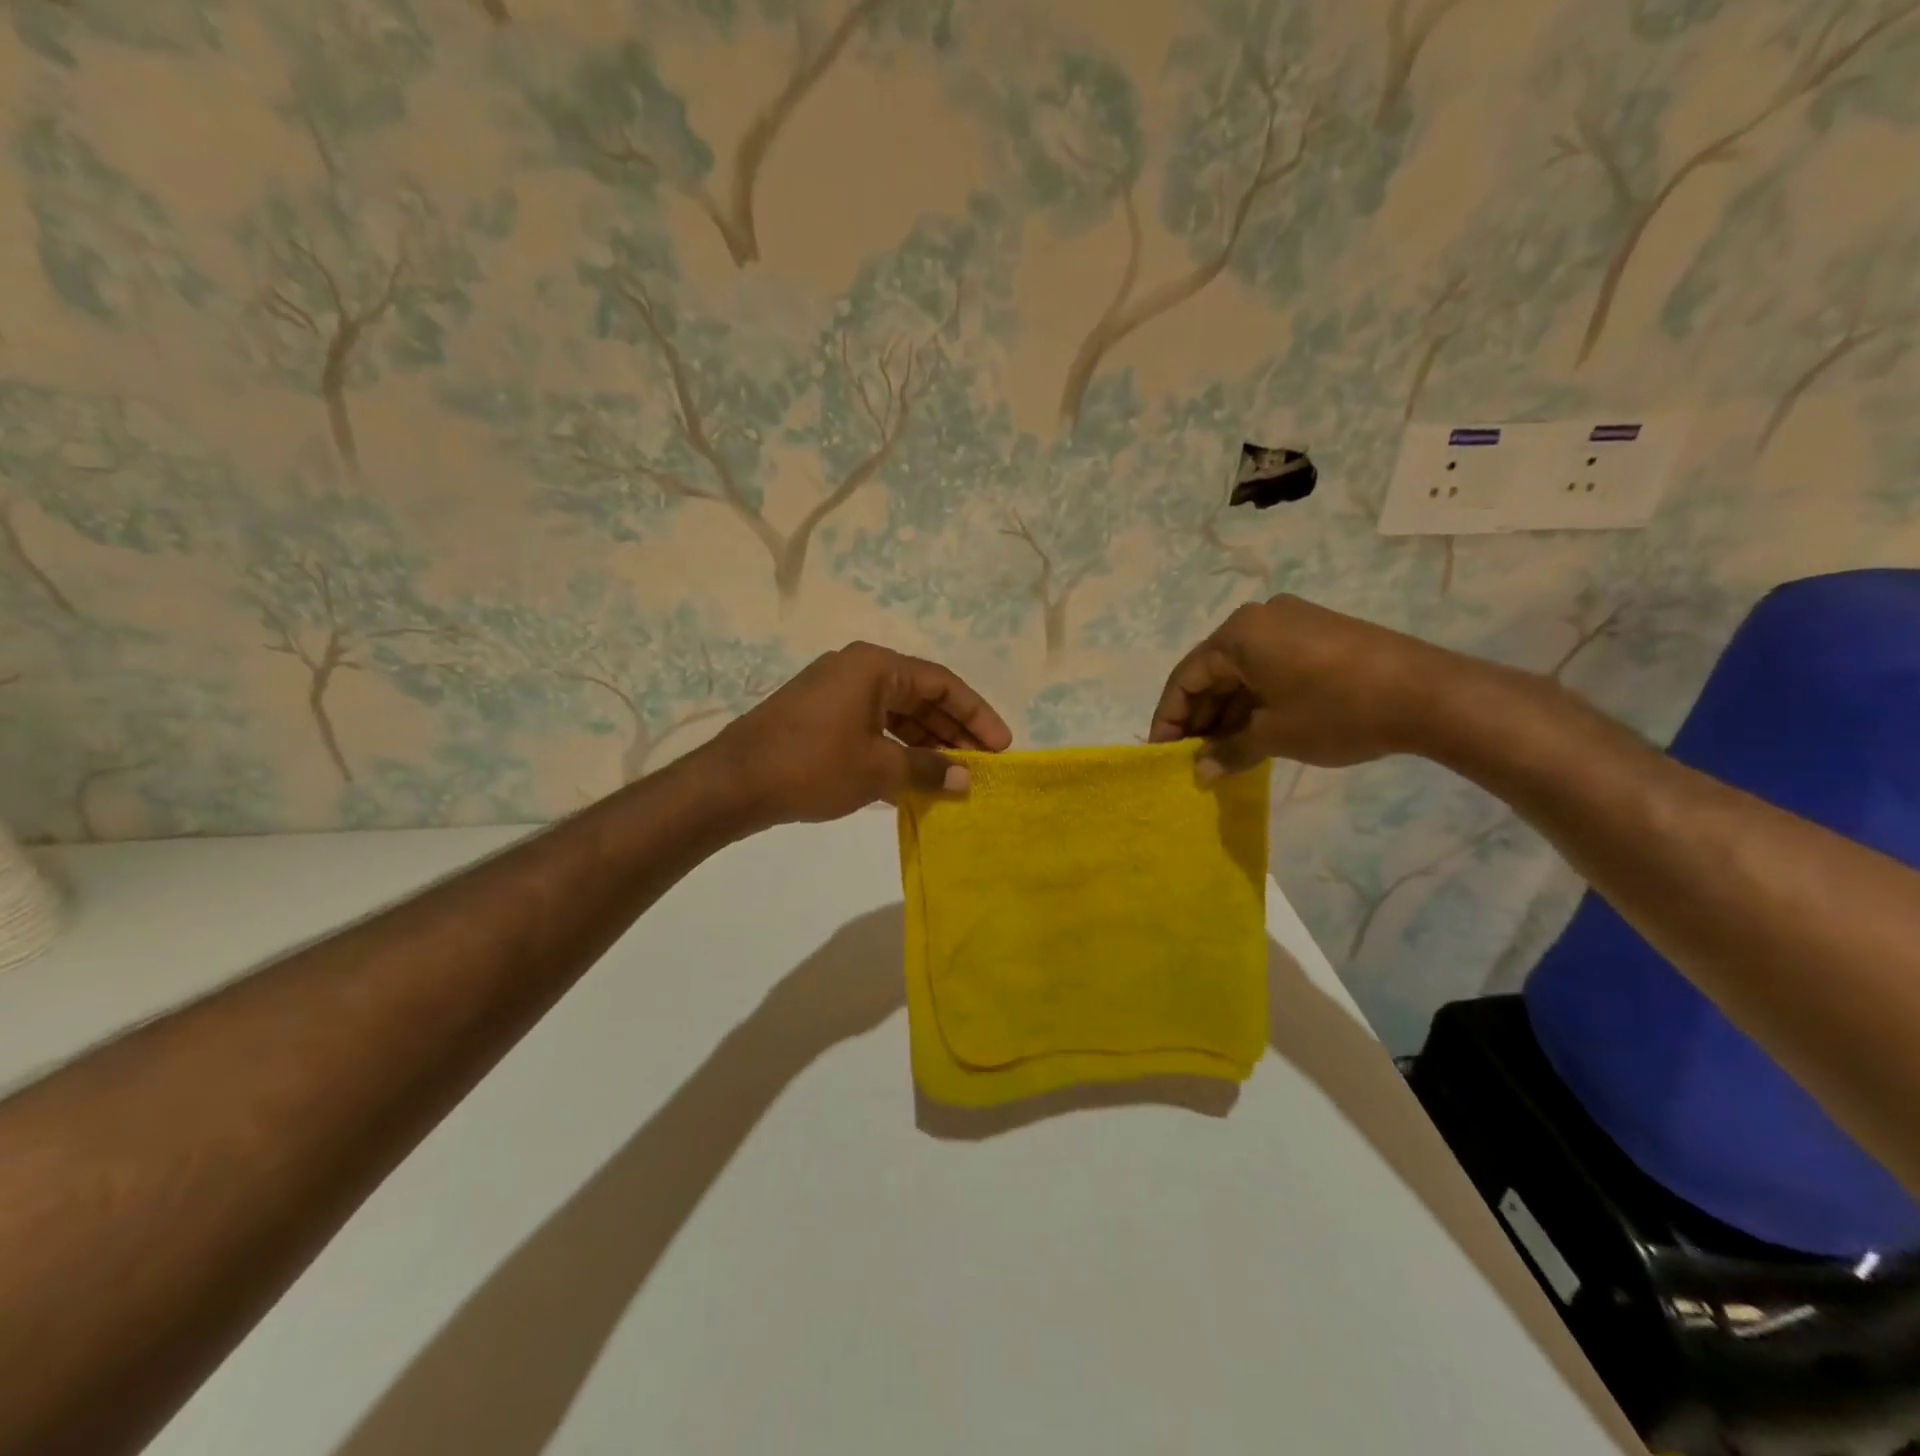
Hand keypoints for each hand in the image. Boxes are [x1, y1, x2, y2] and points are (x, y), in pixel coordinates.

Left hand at [711, 642, 1011, 827]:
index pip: (942, 683)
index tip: (1002, 745)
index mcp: (876, 666)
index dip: (976, 714)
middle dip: (953, 730)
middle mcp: (858, 668)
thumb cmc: (814, 766)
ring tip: (954, 773)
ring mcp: (836, 691)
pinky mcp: (820, 714)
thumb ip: (929, 769)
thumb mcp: (879, 768)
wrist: (734, 782)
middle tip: (982, 763)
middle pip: (921, 695)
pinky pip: (873, 724)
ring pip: (897, 712)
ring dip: (926, 741)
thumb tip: (965, 778)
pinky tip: (915, 773)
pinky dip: (897, 746)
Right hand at [1148, 595, 1462, 775]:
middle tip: (1193, 758)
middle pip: (1213, 672)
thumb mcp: (1273, 735)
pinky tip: (1254, 733)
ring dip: (1229, 712)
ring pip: (1243, 672)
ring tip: (1221, 754)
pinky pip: (1270, 668)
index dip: (1169, 719)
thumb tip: (1200, 772)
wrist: (1430, 695)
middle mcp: (1259, 619)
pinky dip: (1257, 701)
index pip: (1185, 678)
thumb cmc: (1337, 710)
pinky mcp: (1319, 636)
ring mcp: (1292, 624)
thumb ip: (1228, 751)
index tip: (1163, 754)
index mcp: (1238, 634)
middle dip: (1200, 717)